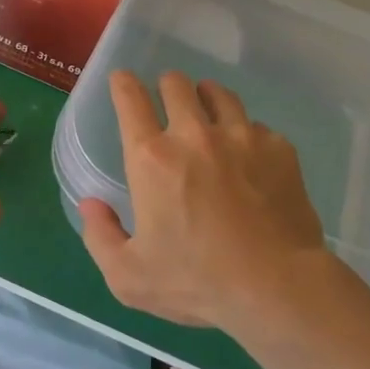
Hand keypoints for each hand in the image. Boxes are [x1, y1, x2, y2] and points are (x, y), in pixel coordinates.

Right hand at [79, 70, 324, 329]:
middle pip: (177, 85)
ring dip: (206, 98)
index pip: (130, 101)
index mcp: (152, 159)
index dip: (123, 84)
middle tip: (167, 100)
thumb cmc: (196, 282)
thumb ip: (100, 236)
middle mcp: (194, 135)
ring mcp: (241, 137)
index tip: (123, 80)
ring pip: (219, 94)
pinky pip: (256, 126)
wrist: (277, 287)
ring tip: (206, 112)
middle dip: (166, 86)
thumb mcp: (129, 276)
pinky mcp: (278, 149)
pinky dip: (246, 133)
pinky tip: (248, 155)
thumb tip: (91, 204)